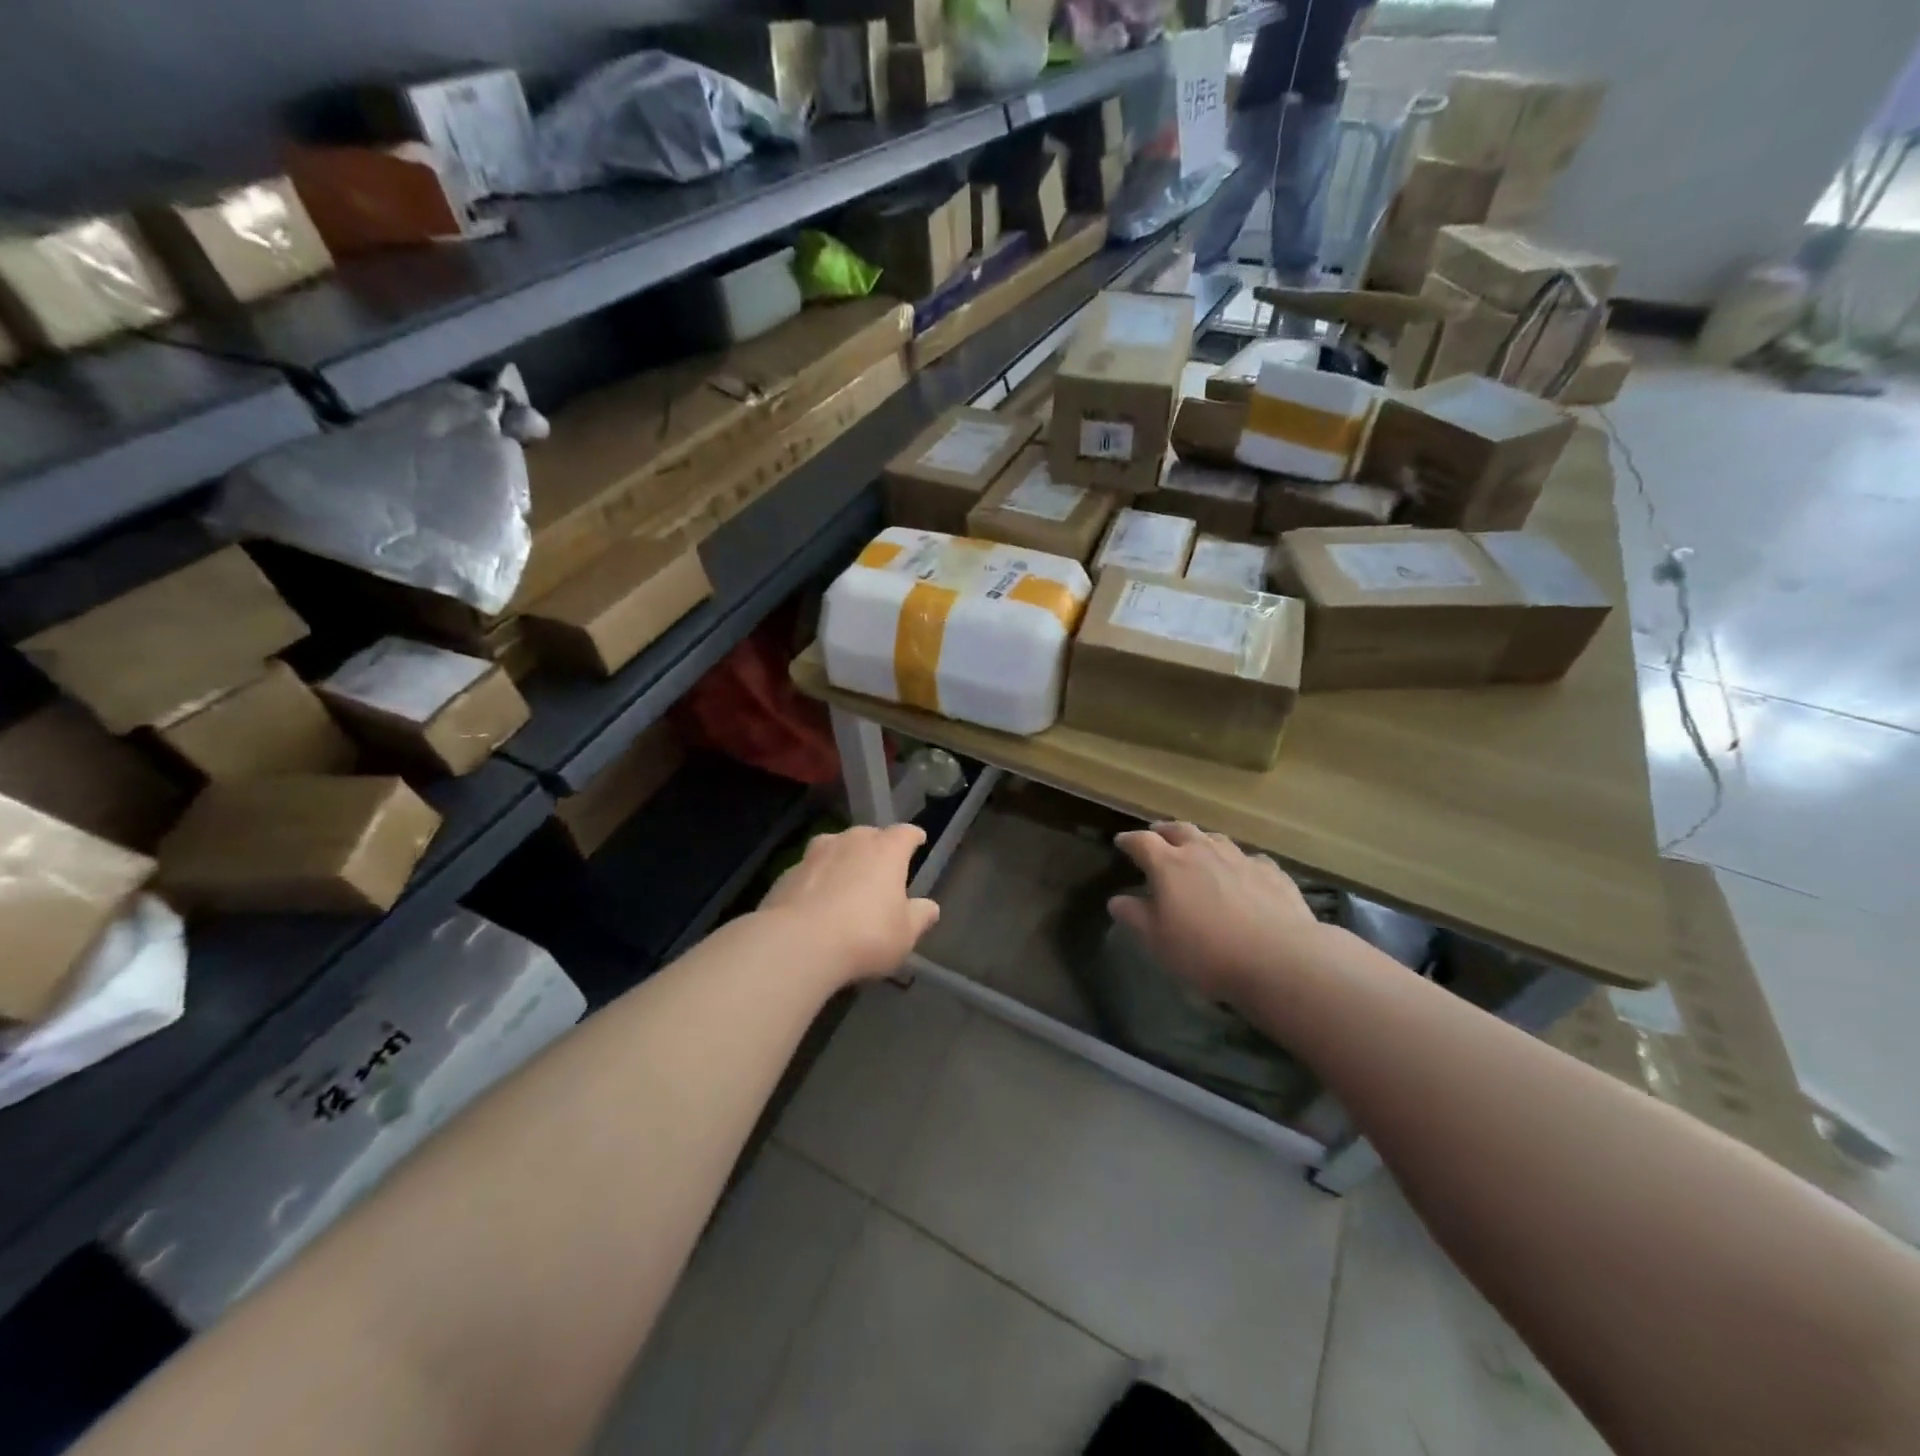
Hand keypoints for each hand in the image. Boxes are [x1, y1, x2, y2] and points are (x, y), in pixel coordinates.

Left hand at [760, 824, 940, 983]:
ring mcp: (815, 854)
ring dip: (843, 857)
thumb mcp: (904, 934)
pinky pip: (810, 870)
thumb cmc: (865, 935)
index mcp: (886, 850)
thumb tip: (930, 907)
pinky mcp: (787, 873)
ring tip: (846, 878)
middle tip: (881, 866)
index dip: (912, 837)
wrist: (798, 944)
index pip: (905, 833)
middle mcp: (851, 842)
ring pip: (834, 846)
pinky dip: (816, 879)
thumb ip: (919, 917)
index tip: (917, 840)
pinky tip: (816, 901)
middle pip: (868, 835)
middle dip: (877, 846)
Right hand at [1110, 822, 1330, 1004]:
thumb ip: (1134, 917)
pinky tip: (1241, 872)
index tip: (1121, 842)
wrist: (1279, 958)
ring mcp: (1240, 858)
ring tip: (1196, 847)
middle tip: (1156, 834)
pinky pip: (1248, 858)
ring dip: (1201, 840)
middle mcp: (1202, 851)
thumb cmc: (1206, 951)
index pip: (1142, 842)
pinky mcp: (1271, 871)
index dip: (1129, 840)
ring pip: (1215, 838)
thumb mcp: (1158, 941)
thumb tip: (1116, 900)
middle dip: (1164, 831)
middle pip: (1179, 830)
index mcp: (1169, 865)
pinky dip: (1237, 861)